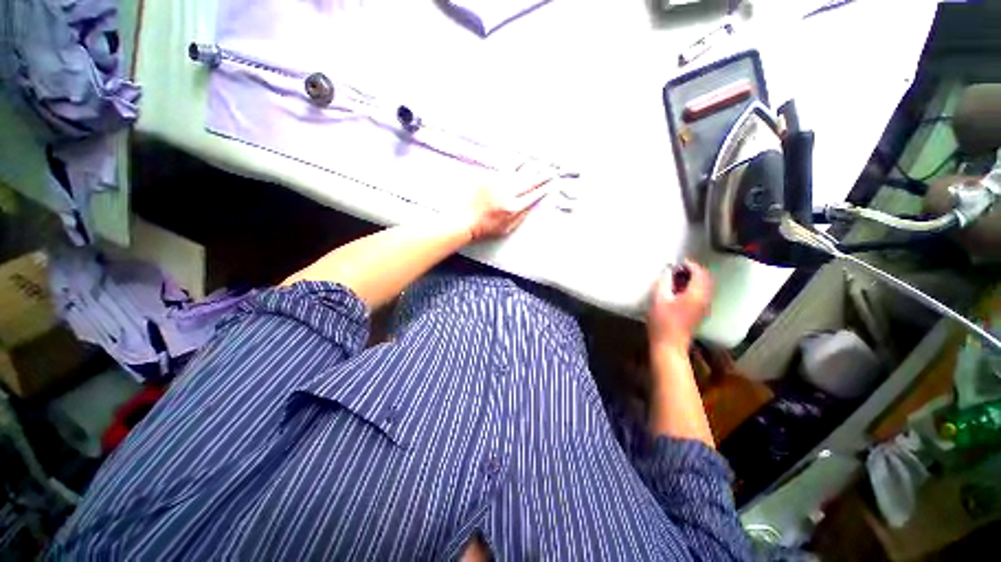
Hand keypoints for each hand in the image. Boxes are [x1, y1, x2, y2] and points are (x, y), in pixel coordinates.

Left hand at [462, 162, 553, 241]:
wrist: (463, 220)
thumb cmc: (484, 227)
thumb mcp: (506, 228)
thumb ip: (520, 217)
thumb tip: (532, 205)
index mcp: (513, 207)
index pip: (533, 195)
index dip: (544, 187)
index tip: (552, 181)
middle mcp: (507, 193)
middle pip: (529, 180)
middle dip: (541, 174)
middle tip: (550, 167)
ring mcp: (496, 183)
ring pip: (517, 170)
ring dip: (529, 165)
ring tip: (536, 161)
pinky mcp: (487, 176)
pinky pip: (503, 167)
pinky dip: (513, 163)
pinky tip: (520, 159)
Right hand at [647, 260, 712, 351]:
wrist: (669, 345)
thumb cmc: (662, 322)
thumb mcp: (659, 299)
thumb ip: (664, 282)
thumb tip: (668, 271)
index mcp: (696, 295)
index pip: (700, 273)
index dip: (690, 265)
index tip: (678, 262)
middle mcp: (705, 300)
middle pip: (706, 279)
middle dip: (694, 271)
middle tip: (678, 269)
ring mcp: (704, 308)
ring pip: (705, 287)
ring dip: (694, 280)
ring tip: (677, 278)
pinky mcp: (700, 314)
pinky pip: (701, 295)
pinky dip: (694, 288)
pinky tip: (680, 291)